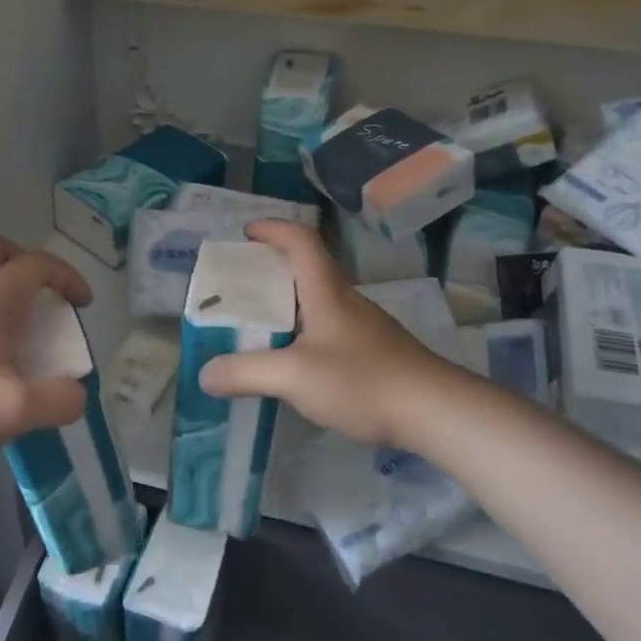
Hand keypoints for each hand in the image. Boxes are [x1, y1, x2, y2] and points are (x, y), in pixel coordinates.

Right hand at [198, 221, 456, 448]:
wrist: (435, 411)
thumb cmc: (362, 380)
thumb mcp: (294, 376)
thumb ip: (246, 372)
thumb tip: (205, 374)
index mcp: (326, 291)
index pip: (300, 241)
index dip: (272, 229)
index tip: (245, 233)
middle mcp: (345, 300)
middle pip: (307, 267)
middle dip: (270, 268)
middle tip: (238, 285)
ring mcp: (362, 326)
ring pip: (317, 300)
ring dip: (286, 302)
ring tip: (256, 324)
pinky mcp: (372, 351)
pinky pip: (328, 327)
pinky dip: (302, 330)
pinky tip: (293, 361)